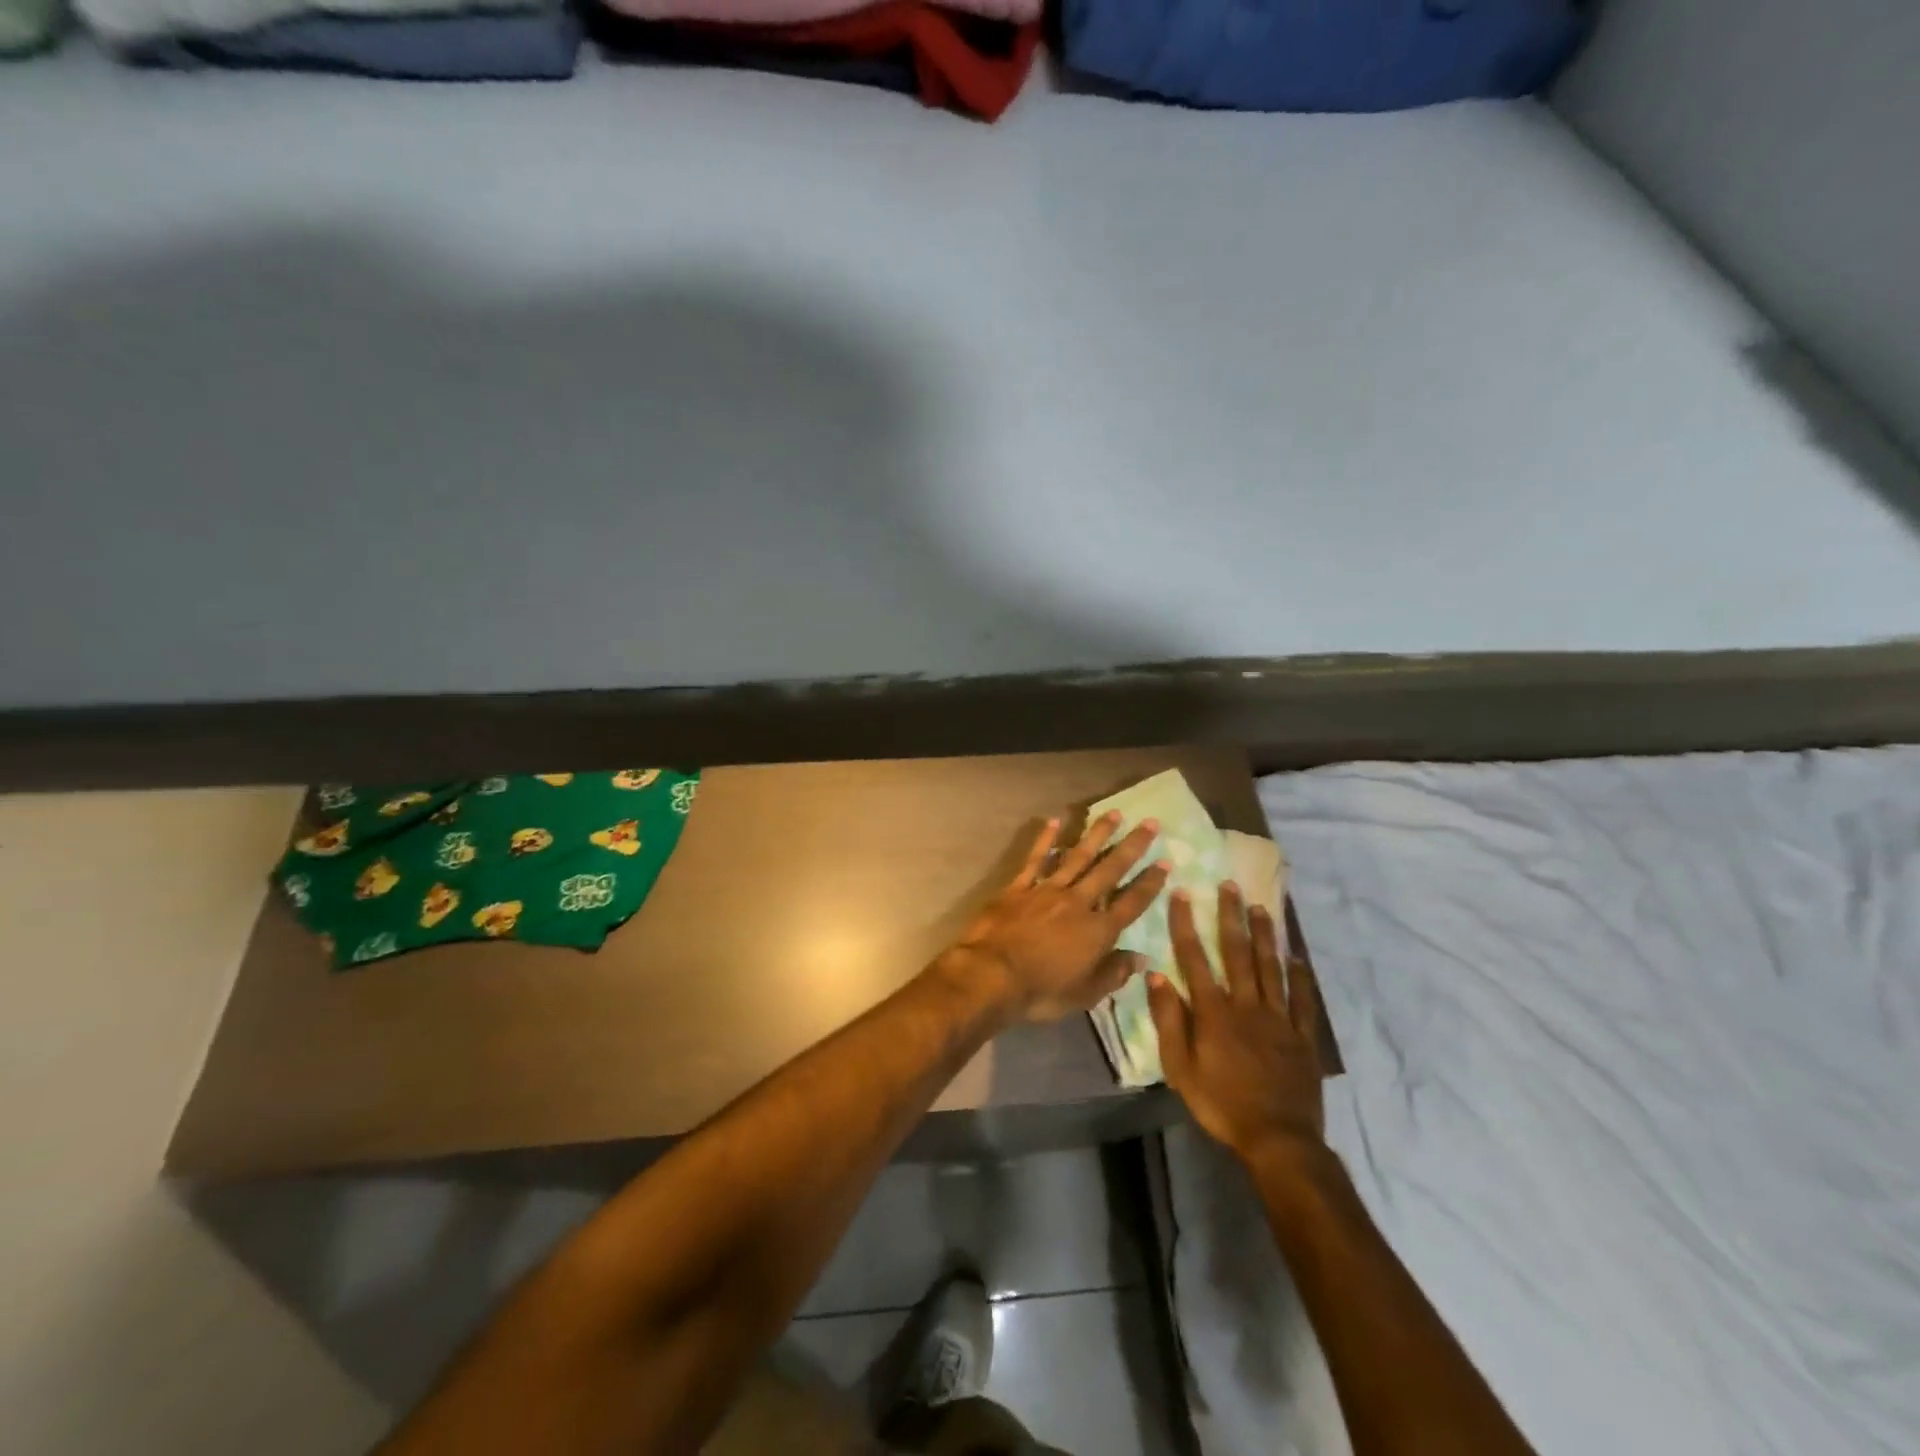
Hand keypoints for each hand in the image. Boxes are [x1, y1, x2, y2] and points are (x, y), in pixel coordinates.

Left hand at [942, 812, 1170, 1024]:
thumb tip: (1141, 959)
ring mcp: (1047, 890)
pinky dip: (1046, 840)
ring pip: (1078, 856)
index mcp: (1098, 931)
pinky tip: (1055, 820)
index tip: (1165, 862)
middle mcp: (1078, 903)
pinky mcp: (1020, 887)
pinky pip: (1036, 859)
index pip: (1131, 903)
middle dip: (1132, 846)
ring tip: (1113, 813)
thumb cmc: (1042, 991)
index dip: (1150, 883)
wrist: (992, 974)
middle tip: (1150, 822)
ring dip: (1097, 834)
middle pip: (1110, 870)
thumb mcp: (1085, 994)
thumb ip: (1114, 974)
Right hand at [1149, 883, 1325, 1163]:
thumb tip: (1156, 975)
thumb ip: (1169, 1020)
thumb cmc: (1221, 1104)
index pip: (1195, 958)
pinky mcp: (1303, 1036)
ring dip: (1264, 936)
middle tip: (1229, 885)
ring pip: (1271, 968)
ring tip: (1261, 907)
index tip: (1181, 894)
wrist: (1278, 1139)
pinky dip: (1302, 977)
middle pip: (1237, 953)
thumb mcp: (1180, 1067)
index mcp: (1214, 1012)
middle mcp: (1246, 1005)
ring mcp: (1279, 1018)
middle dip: (1231, 917)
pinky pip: (1304, 1000)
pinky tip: (1298, 958)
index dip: (1185, 924)